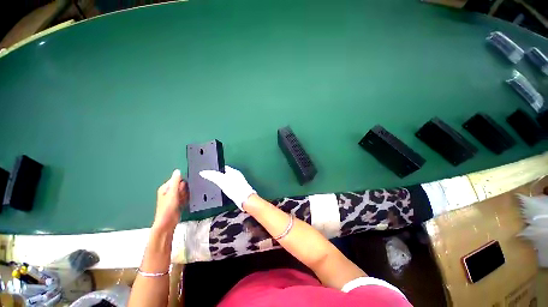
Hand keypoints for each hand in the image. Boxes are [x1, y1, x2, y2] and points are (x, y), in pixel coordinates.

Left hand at [153, 169, 187, 231]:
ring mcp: (173, 198)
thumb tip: (177, 171)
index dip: (182, 182)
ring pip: (184, 192)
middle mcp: (169, 192)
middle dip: (184, 189)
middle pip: (181, 185)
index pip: (176, 179)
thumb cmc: (168, 208)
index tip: (183, 187)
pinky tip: (184, 203)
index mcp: (165, 188)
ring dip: (185, 194)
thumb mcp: (172, 193)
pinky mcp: (178, 203)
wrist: (168, 223)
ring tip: (182, 201)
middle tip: (181, 195)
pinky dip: (186, 199)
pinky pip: (185, 197)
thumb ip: (175, 181)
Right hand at [200, 166, 255, 210]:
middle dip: (220, 176)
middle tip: (212, 179)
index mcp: (233, 171)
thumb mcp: (221, 181)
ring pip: (229, 180)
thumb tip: (203, 172)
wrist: (244, 199)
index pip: (223, 167)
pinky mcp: (240, 188)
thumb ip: (212, 176)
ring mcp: (239, 182)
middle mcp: (237, 175)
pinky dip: (227, 187)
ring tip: (217, 185)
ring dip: (224, 182)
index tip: (210, 172)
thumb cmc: (234, 188)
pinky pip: (232, 186)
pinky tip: (225, 191)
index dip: (216, 169)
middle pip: (227, 173)